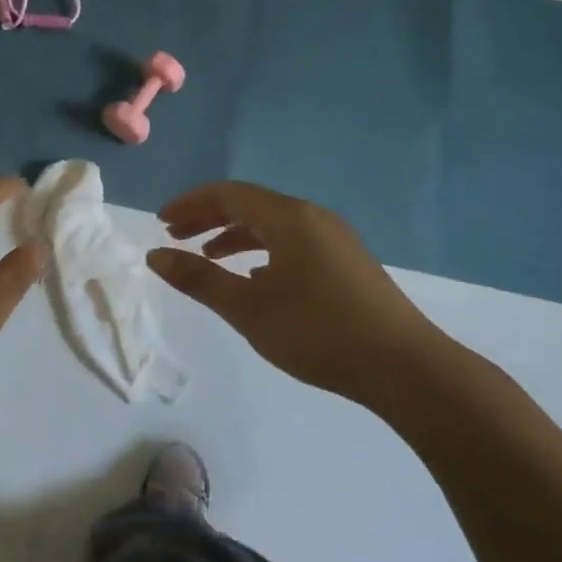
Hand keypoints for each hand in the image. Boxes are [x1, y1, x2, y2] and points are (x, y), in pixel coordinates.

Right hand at [147, 181, 451, 409]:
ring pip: (273, 225)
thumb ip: (199, 279)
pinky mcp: (347, 262)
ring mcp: (334, 239)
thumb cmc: (319, 333)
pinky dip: (263, 251)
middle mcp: (312, 217)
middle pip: (250, 205)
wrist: (406, 368)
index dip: (190, 204)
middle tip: (175, 236)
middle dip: (208, 218)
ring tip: (208, 258)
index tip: (160, 222)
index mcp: (289, 217)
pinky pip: (293, 242)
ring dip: (235, 236)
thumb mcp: (249, 309)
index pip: (228, 194)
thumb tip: (155, 256)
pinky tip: (254, 279)